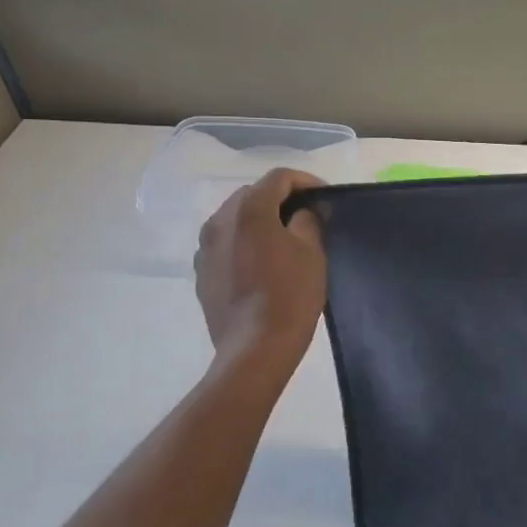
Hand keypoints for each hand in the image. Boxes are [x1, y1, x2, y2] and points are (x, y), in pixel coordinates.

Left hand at [194, 168, 326, 373]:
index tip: (324, 198)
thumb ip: (308, 220)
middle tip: (306, 216)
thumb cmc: (290, 296)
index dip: (306, 181)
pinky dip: (244, 243)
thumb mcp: (312, 252)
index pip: (279, 178)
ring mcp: (205, 247)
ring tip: (283, 239)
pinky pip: (225, 244)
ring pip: (235, 219)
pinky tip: (262, 263)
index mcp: (249, 209)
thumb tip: (304, 211)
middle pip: (253, 194)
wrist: (255, 349)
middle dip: (281, 199)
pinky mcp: (201, 272)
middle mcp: (219, 220)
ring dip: (260, 220)